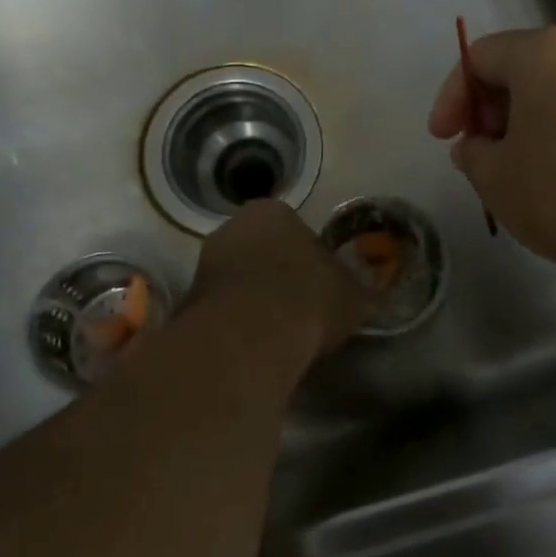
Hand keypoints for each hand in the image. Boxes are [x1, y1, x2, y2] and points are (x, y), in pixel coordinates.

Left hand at [186, 200, 375, 359]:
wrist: (250, 337)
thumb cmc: (308, 299)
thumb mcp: (353, 294)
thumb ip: (358, 287)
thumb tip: (367, 289)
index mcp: (272, 212)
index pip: (294, 228)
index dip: (309, 257)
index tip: (320, 285)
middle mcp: (232, 227)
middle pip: (261, 250)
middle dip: (276, 274)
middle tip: (298, 306)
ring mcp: (205, 263)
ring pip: (238, 279)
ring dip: (253, 298)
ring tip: (277, 331)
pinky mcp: (188, 301)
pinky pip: (221, 308)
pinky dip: (235, 322)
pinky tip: (253, 345)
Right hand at [427, 26, 555, 283]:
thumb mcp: (495, 178)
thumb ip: (474, 153)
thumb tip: (478, 146)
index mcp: (545, 52)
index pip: (480, 56)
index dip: (452, 96)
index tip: (445, 137)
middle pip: (525, 66)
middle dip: (493, 107)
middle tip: (481, 151)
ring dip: (530, 120)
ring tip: (518, 166)